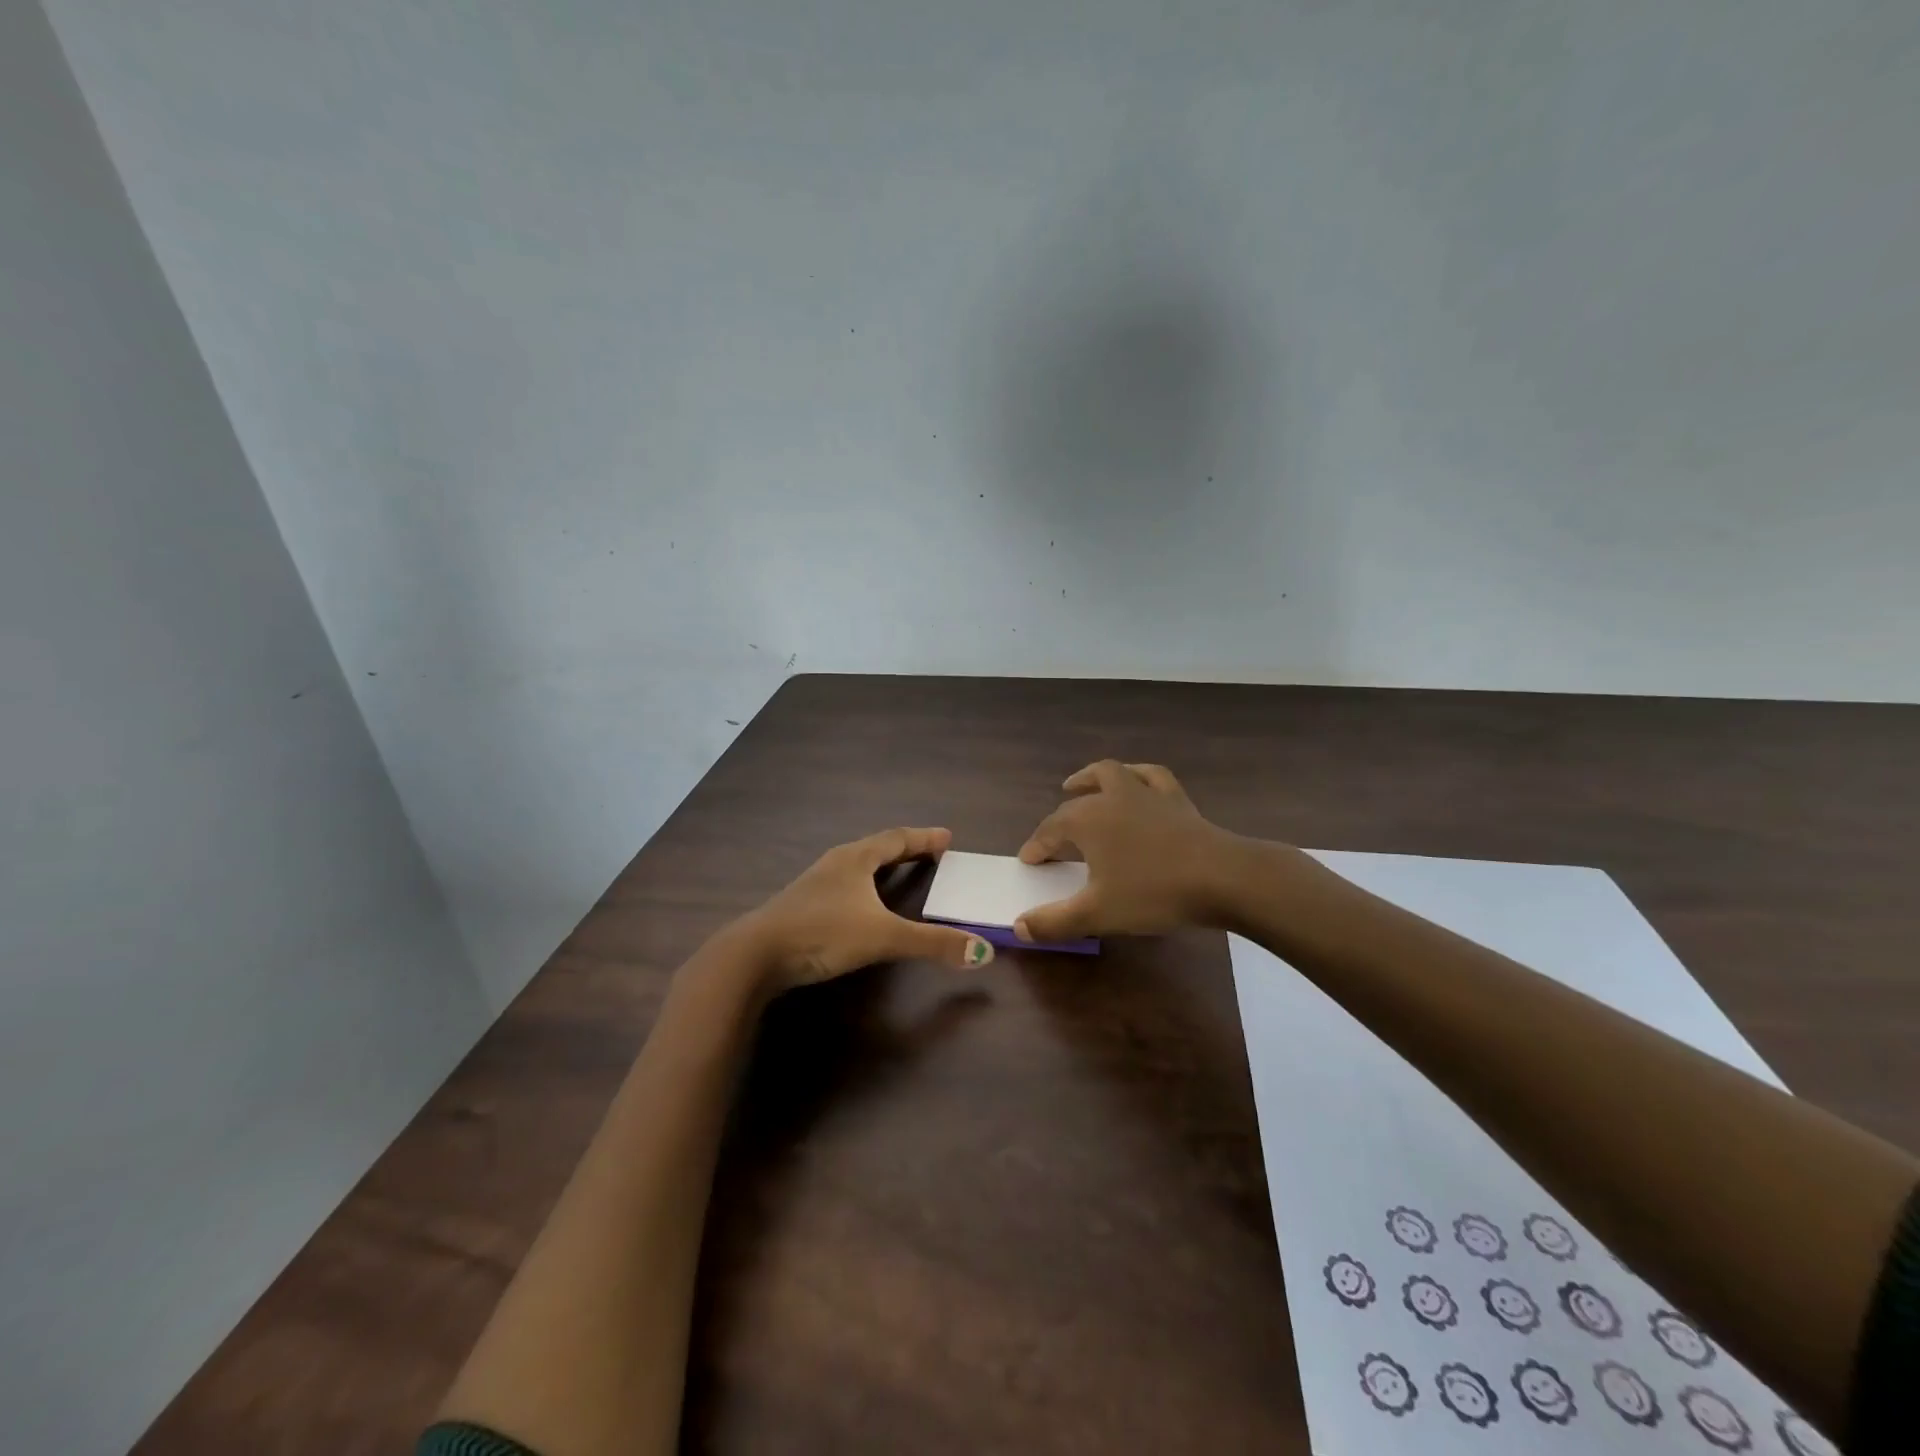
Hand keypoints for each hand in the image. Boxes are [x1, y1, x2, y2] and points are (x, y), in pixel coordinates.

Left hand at [737, 827, 995, 990]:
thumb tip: (983, 951)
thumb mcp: (884, 937)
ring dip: (881, 865)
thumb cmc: (823, 934)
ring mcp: (815, 883)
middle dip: (906, 848)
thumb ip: (933, 944)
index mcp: (856, 858)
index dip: (924, 839)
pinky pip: (843, 883)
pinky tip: (860, 902)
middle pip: (877, 847)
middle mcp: (836, 863)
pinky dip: (863, 884)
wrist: (755, 955)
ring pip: (856, 864)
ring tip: (899, 871)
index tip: (947, 837)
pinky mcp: (802, 904)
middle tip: (931, 853)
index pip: (898, 839)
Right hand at [1015, 761, 1233, 941]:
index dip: (1036, 846)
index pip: (1050, 830)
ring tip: (1081, 786)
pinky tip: (1136, 782)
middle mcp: (1111, 797)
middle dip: (1061, 815)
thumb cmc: (1152, 893)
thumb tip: (1018, 927)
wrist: (1221, 877)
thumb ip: (1054, 922)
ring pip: (1111, 774)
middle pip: (1077, 800)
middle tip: (1056, 835)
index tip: (1029, 861)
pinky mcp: (1176, 798)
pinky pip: (1151, 776)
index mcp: (1086, 820)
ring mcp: (1145, 793)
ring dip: (1091, 779)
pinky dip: (1136, 776)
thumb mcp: (1097, 914)